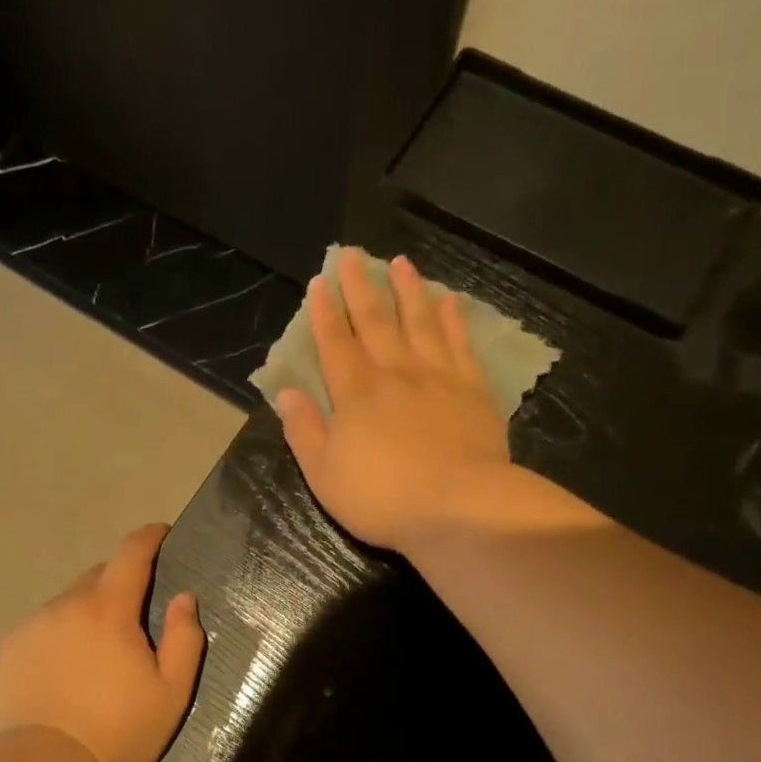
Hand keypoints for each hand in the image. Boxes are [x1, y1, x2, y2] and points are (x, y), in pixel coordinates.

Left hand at [0, 523, 206, 761]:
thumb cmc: (119, 729)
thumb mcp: (172, 691)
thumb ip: (185, 638)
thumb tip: (185, 598)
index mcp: (110, 609)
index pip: (131, 552)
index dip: (149, 537)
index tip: (161, 533)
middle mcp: (68, 604)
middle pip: (98, 576)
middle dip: (119, 582)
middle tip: (133, 616)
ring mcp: (34, 624)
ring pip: (68, 601)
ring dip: (88, 611)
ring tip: (96, 651)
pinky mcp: (12, 648)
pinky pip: (44, 626)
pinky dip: (60, 633)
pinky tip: (65, 668)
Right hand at [274, 253, 509, 550]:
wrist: (458, 506)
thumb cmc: (381, 497)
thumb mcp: (324, 473)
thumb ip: (304, 430)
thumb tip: (288, 393)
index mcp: (354, 394)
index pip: (334, 343)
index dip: (324, 313)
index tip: (320, 282)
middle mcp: (394, 373)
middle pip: (375, 321)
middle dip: (360, 287)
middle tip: (353, 255)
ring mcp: (437, 378)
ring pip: (420, 322)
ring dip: (408, 291)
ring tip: (401, 263)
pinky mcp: (472, 390)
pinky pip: (460, 345)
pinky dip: (453, 320)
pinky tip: (449, 301)